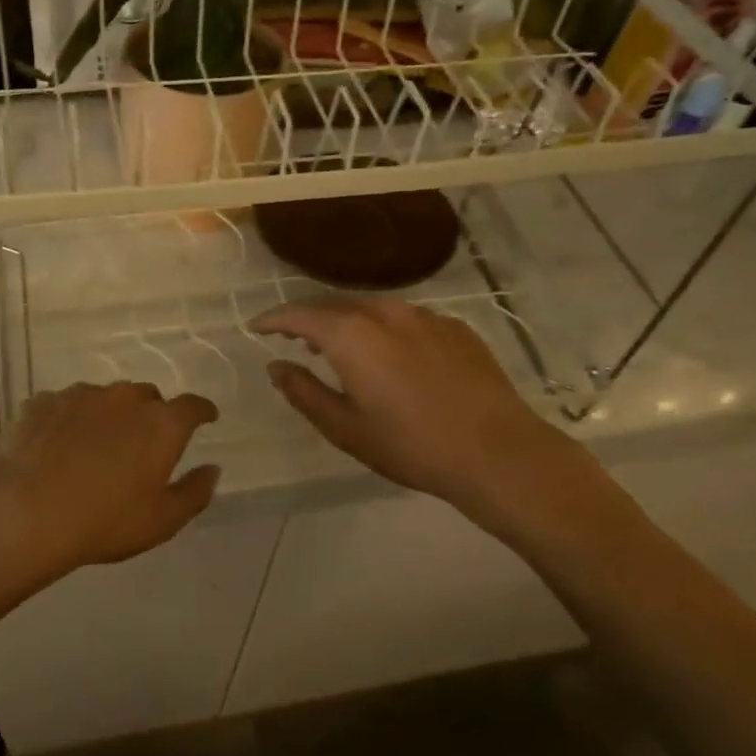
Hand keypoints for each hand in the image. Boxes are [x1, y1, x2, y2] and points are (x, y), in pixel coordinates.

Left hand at [0, 382, 220, 592]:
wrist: (24, 511)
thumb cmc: (104, 520)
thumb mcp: (162, 521)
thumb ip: (194, 492)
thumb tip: (212, 469)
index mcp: (161, 424)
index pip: (192, 406)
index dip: (202, 411)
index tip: (206, 417)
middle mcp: (124, 398)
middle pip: (147, 397)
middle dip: (151, 414)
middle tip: (142, 444)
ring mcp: (80, 395)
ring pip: (104, 398)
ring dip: (108, 415)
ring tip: (94, 447)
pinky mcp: (43, 402)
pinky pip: (66, 405)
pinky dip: (70, 420)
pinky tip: (57, 445)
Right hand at [253, 298, 597, 546]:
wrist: (499, 453)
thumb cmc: (412, 446)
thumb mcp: (346, 428)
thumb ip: (305, 393)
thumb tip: (277, 366)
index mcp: (352, 335)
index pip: (300, 314)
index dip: (274, 319)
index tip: (257, 327)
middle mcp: (386, 313)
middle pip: (335, 303)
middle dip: (308, 316)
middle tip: (292, 336)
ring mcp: (426, 316)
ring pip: (372, 306)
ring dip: (346, 319)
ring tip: (336, 342)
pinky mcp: (455, 328)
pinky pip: (405, 317)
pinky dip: (383, 327)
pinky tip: (389, 353)